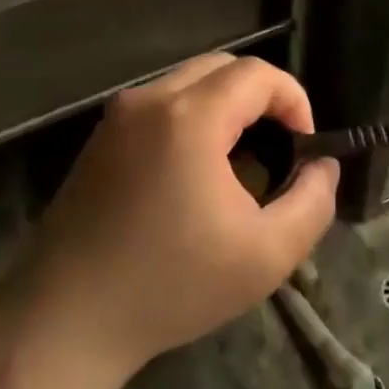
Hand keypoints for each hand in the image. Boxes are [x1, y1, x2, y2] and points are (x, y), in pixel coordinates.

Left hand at [25, 54, 337, 383]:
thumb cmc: (171, 286)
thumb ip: (312, 202)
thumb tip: (322, 166)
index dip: (294, 99)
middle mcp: (150, 100)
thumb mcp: (267, 255)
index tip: (305, 145)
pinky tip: (194, 175)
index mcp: (189, 116)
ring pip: (189, 83)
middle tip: (279, 147)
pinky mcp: (99, 140)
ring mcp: (117, 117)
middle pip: (223, 67)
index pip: (257, 74)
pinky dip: (192, 119)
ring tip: (242, 163)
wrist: (66, 322)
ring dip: (226, 107)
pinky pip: (160, 106)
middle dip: (262, 98)